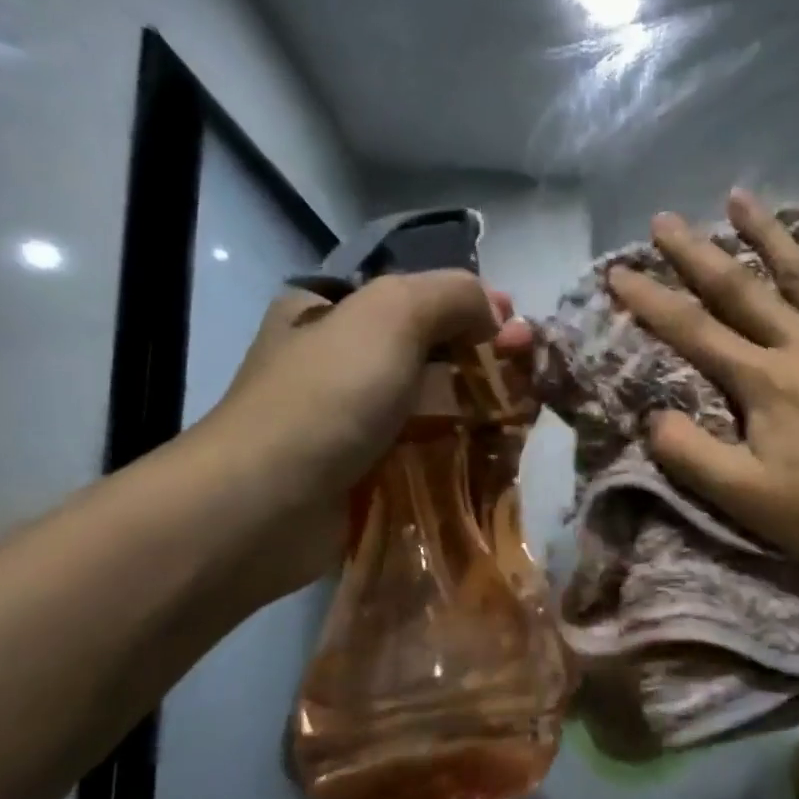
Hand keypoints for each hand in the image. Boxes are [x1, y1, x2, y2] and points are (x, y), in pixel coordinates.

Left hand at [189, 271, 532, 600]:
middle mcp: (336, 359)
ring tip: (523, 413)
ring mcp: (350, 419)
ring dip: (477, 404)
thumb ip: (453, 295)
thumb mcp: (392, 313)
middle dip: (481, 354)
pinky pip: (424, 446)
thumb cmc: (329, 395)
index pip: (414, 294)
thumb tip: (495, 317)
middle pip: (427, 348)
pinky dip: (459, 444)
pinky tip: (495, 449)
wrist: (269, 504)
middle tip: (528, 369)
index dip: (471, 304)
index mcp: (328, 310)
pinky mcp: (365, 470)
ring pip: (430, 400)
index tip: (516, 326)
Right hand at [607, 190, 798, 576]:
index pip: (694, 330)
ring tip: (740, 197)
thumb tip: (651, 418)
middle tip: (664, 219)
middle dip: (697, 253)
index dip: (651, 301)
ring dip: (768, 235)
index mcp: (764, 380)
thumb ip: (690, 455)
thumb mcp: (744, 496)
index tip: (618, 271)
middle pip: (742, 289)